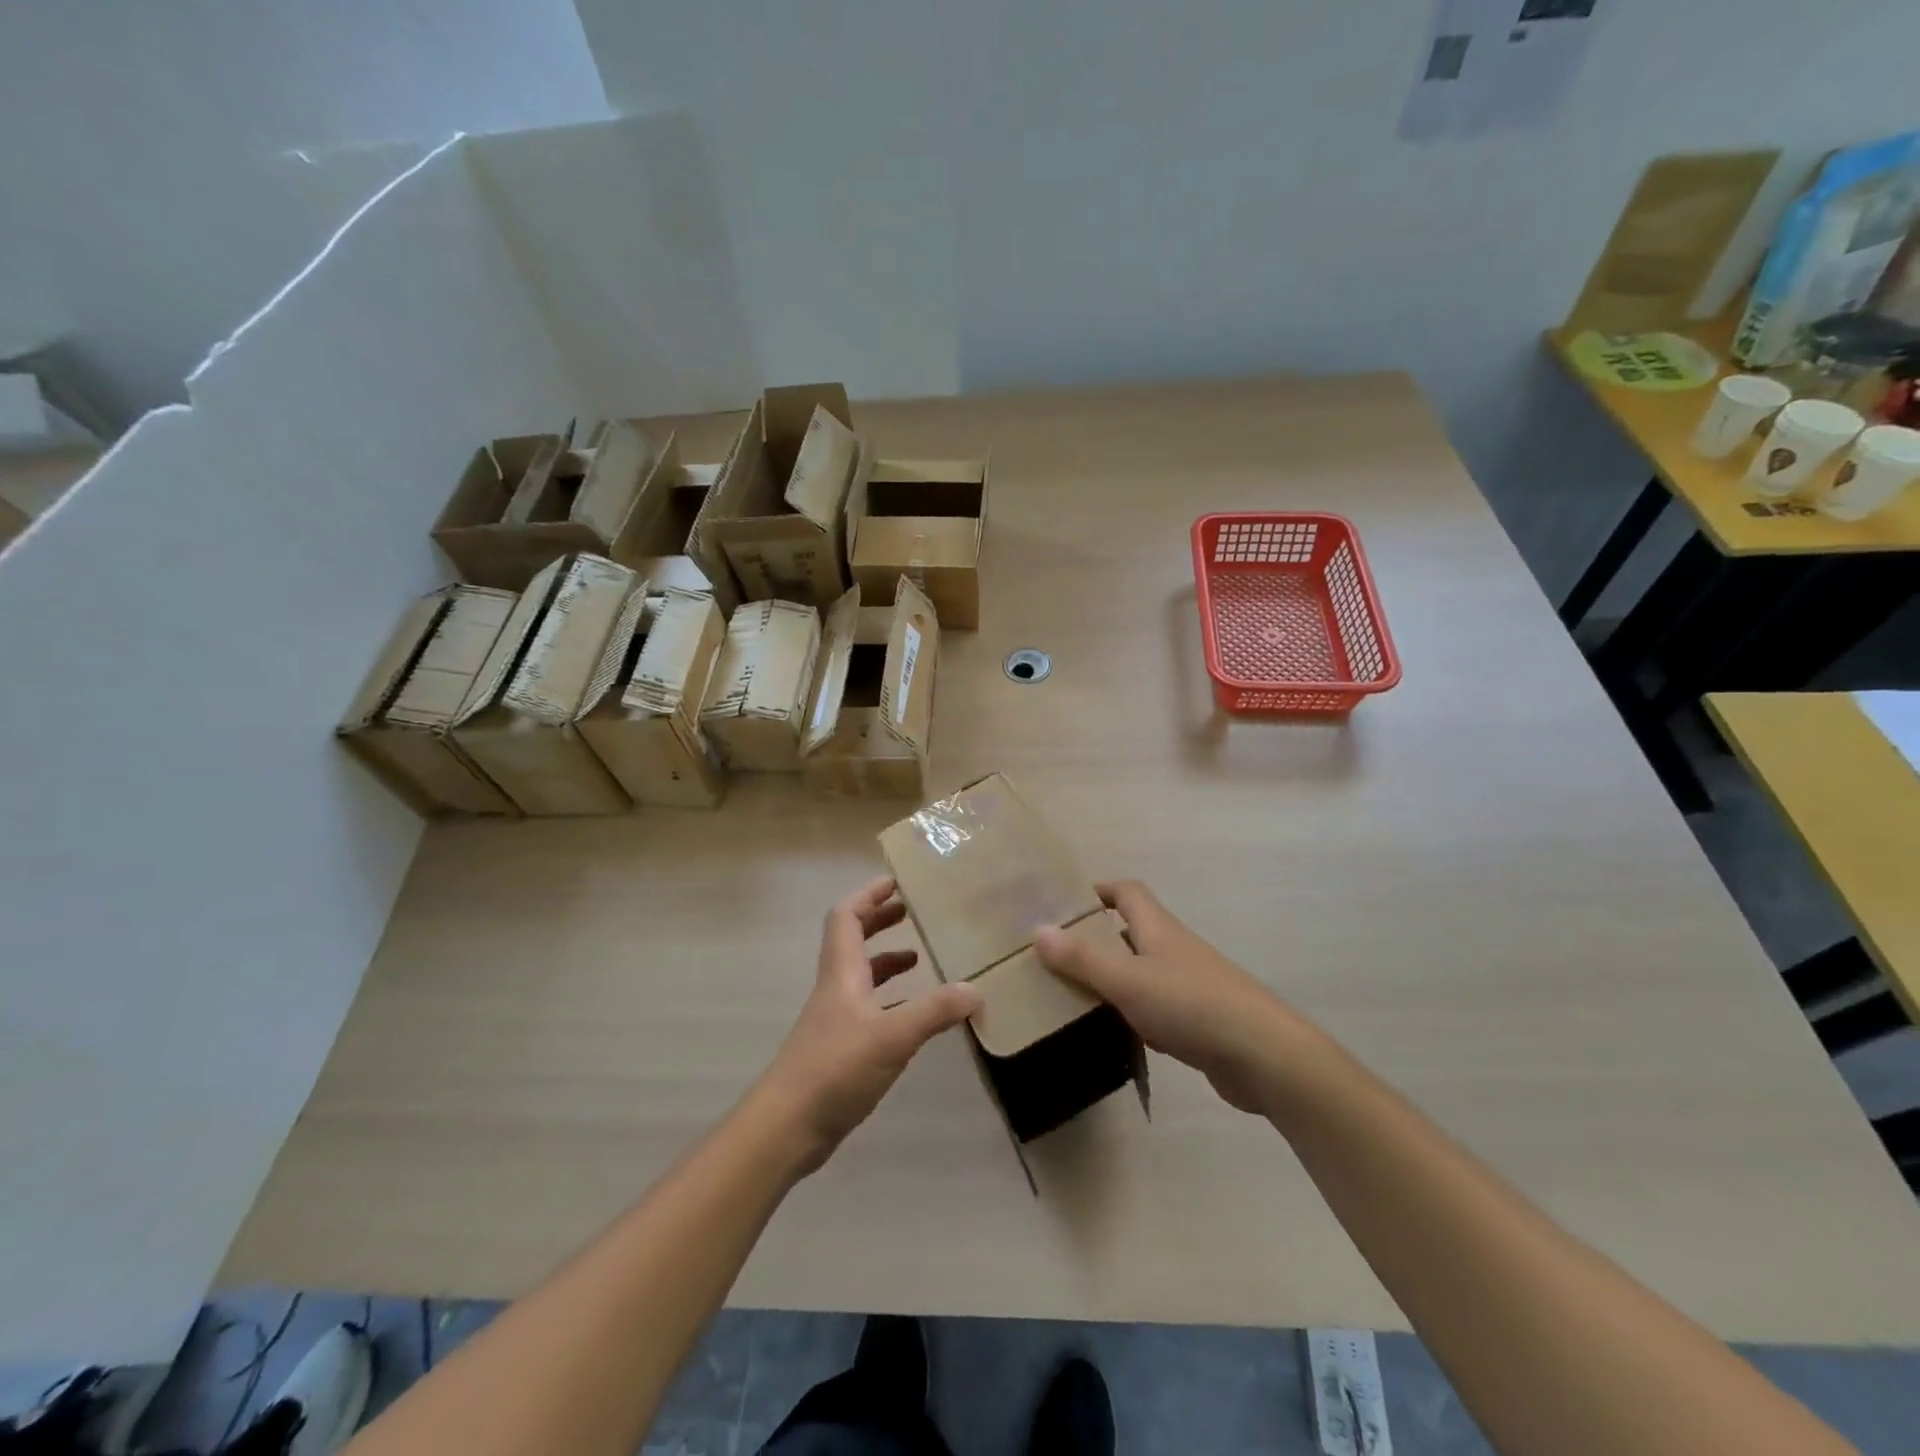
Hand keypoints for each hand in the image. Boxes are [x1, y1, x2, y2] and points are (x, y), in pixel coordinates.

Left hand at [755, 876, 980, 1175]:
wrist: (787, 1126)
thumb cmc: (835, 1067)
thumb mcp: (892, 1036)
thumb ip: (934, 1012)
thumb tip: (976, 990)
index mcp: (842, 972)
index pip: (847, 916)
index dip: (869, 895)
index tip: (897, 882)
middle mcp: (836, 987)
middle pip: (853, 939)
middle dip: (880, 920)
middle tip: (912, 911)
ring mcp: (836, 1019)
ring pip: (861, 975)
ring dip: (886, 960)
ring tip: (920, 957)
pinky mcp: (840, 1047)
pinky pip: (869, 1008)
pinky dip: (891, 1000)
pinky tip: (914, 1015)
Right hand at [1034, 880, 1316, 1113]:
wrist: (1264, 1056)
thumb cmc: (1192, 1006)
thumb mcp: (1128, 980)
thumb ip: (1083, 958)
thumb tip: (1038, 929)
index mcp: (1158, 928)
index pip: (1127, 891)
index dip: (1097, 889)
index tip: (1063, 902)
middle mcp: (1173, 949)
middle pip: (1130, 930)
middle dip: (1095, 937)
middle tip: (1055, 954)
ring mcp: (1189, 985)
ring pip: (1140, 970)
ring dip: (1111, 976)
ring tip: (1071, 993)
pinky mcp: (1197, 1020)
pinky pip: (1154, 1006)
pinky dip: (1130, 1011)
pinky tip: (1112, 1031)